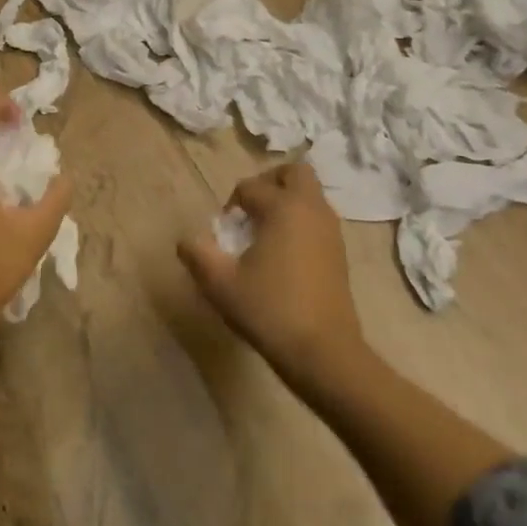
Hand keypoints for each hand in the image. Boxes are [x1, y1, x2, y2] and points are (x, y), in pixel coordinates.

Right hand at [179, 162, 364, 388]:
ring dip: (286, 203)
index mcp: (283, 207)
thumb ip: (198, 255)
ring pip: (309, 196)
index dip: (231, 206)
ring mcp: (331, 230)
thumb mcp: (220, 284)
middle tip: (250, 211)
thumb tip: (187, 241)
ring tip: (263, 236)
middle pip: (293, 173)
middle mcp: (311, 209)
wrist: (323, 352)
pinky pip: (317, 219)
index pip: (250, 187)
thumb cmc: (270, 310)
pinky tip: (282, 257)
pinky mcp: (339, 252)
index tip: (224, 235)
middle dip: (268, 183)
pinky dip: (300, 223)